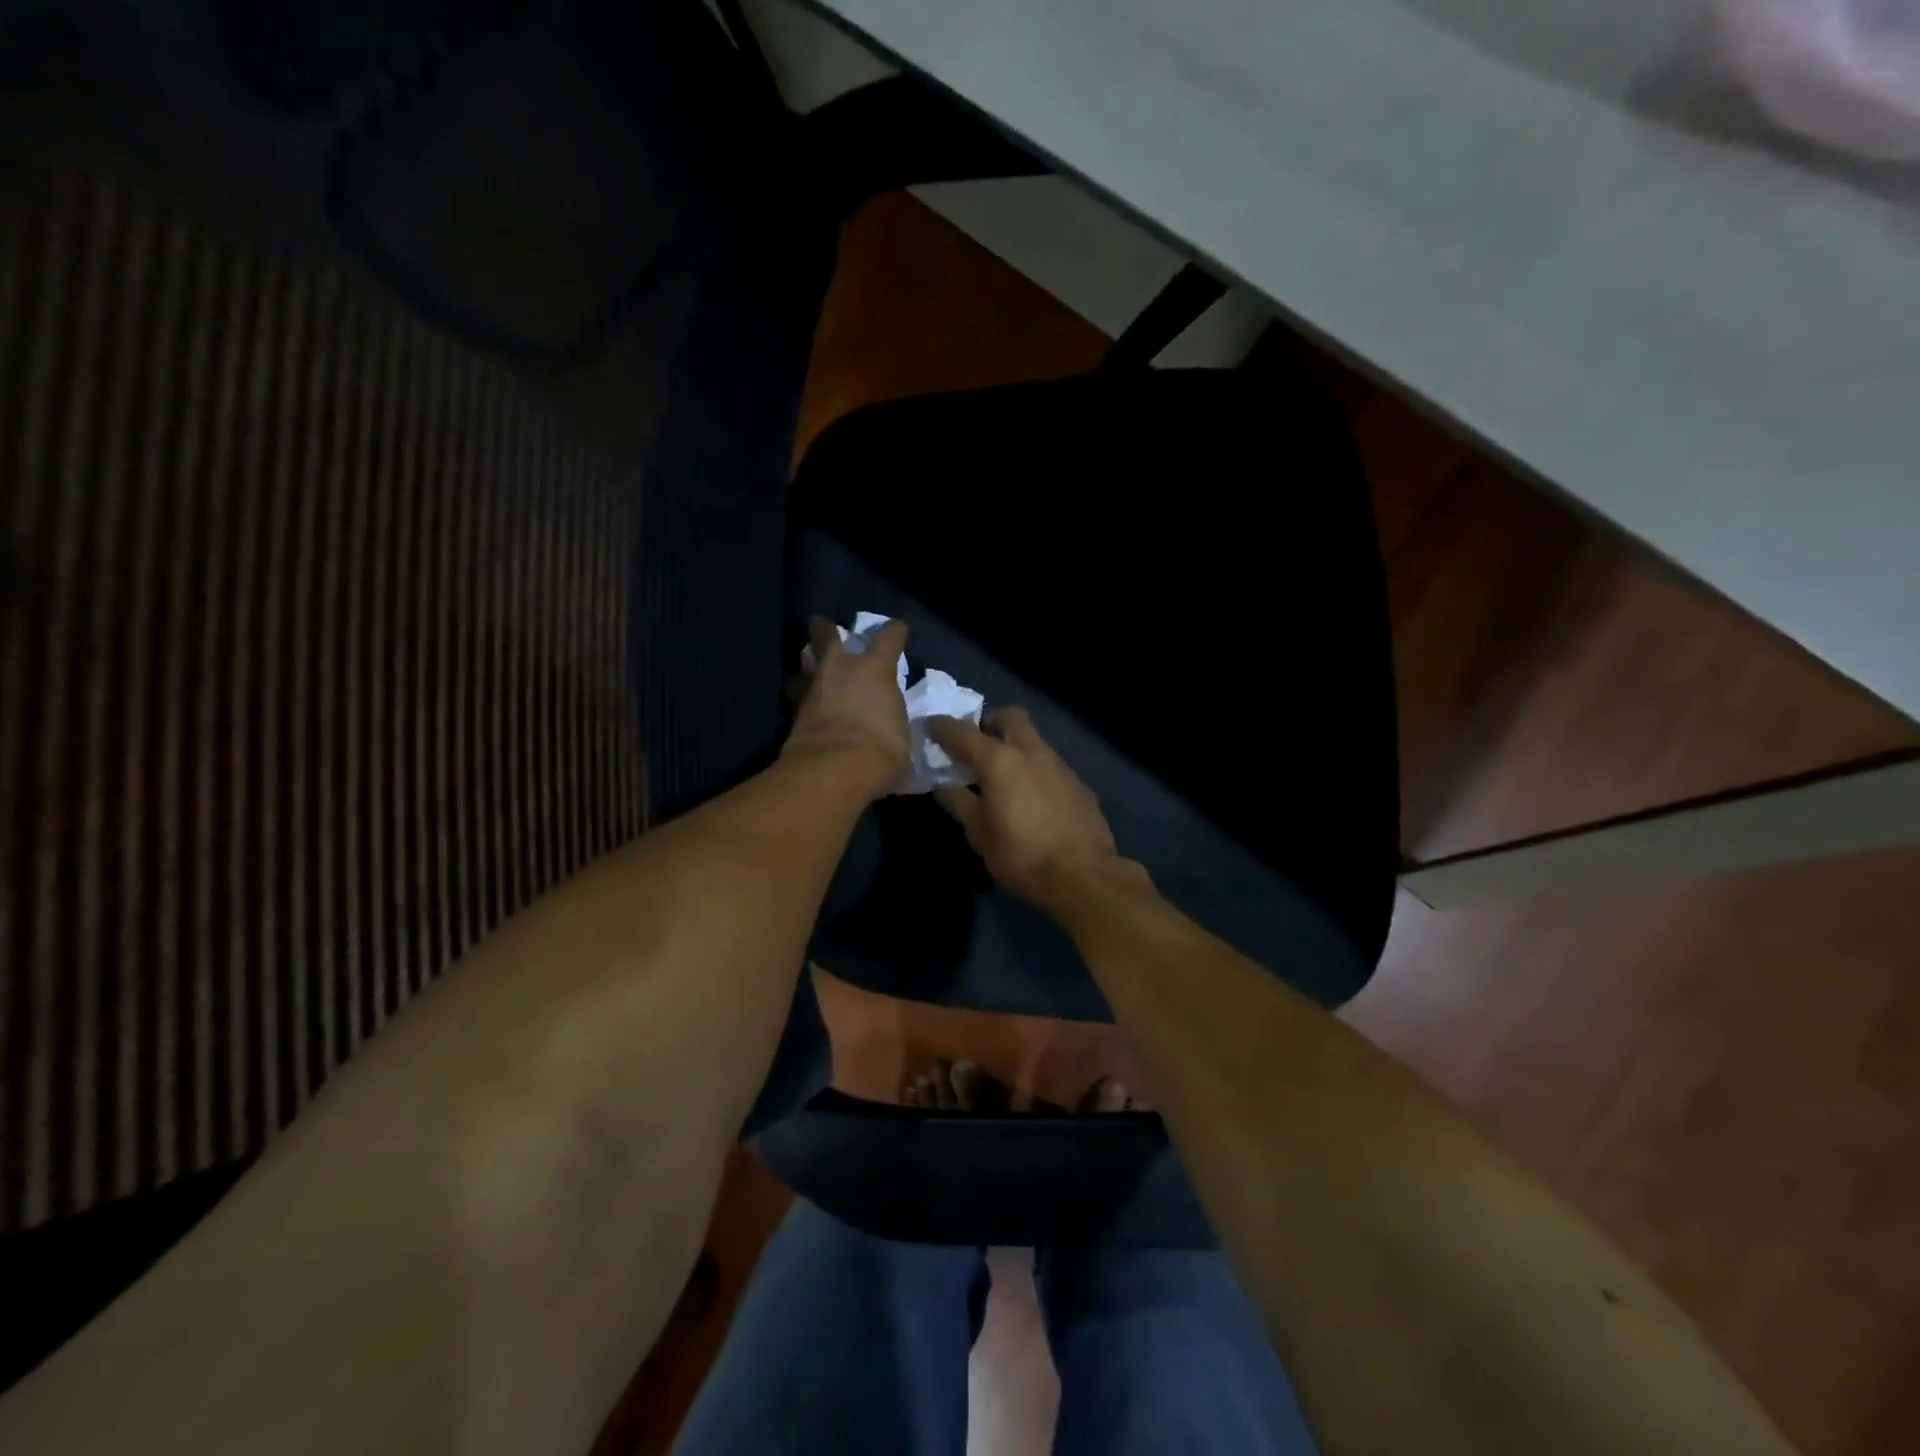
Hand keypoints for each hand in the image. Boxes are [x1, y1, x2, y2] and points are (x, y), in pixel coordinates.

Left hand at [782, 617, 911, 798]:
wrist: (833, 771)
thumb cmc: (880, 751)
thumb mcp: (901, 737)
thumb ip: (894, 723)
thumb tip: (892, 728)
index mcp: (875, 669)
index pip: (889, 637)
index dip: (895, 632)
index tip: (898, 631)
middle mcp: (840, 668)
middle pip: (826, 634)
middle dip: (825, 629)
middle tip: (824, 627)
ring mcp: (812, 688)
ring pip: (804, 664)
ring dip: (808, 667)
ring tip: (812, 673)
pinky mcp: (792, 713)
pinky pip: (797, 697)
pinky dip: (802, 699)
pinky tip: (806, 708)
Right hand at [927, 708, 1125, 910]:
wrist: (1084, 876)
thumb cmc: (1021, 856)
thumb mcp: (979, 834)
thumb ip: (958, 803)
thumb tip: (942, 785)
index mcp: (1000, 761)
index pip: (963, 733)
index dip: (943, 727)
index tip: (930, 726)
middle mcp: (1032, 752)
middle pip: (1010, 717)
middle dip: (990, 722)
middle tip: (977, 743)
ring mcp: (1060, 766)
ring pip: (1034, 739)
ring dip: (1016, 746)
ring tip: (1003, 774)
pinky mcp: (1079, 784)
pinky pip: (1051, 765)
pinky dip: (1035, 770)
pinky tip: (1032, 797)